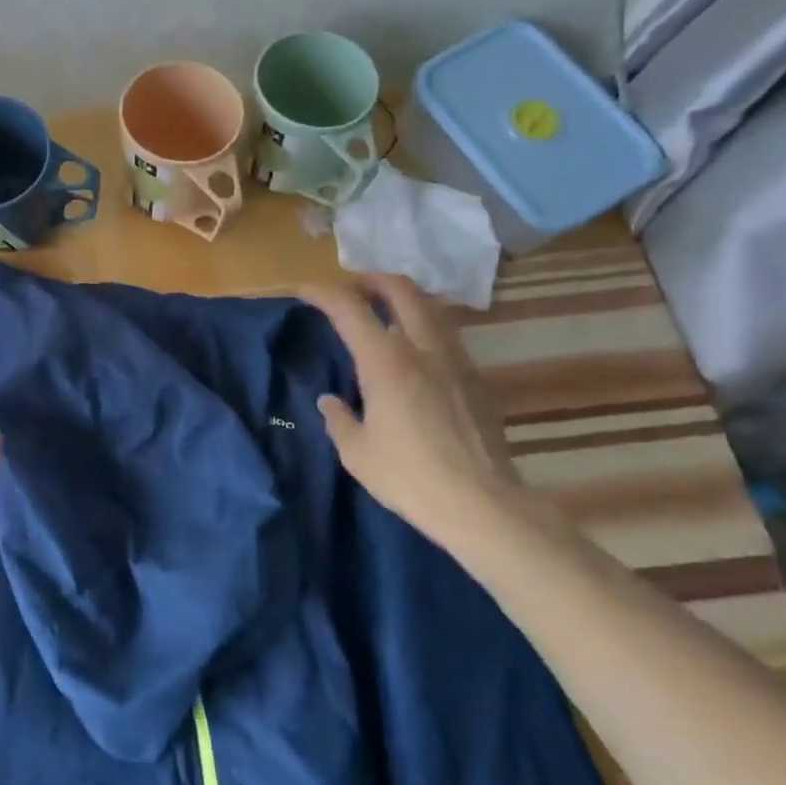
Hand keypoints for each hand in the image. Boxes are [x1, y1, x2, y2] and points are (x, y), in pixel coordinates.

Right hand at [300, 274, 521, 542]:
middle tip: (350, 287)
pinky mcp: (477, 379)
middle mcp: (423, 348)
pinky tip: (414, 354)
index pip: (349, 308)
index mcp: (386, 361)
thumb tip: (331, 401)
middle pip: (400, 290)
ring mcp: (456, 361)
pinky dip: (424, 328)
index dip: (322, 293)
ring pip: (430, 308)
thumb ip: (339, 418)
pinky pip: (446, 336)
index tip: (303, 291)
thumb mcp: (356, 452)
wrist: (482, 504)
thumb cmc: (409, 477)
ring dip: (403, 300)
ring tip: (383, 313)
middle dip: (371, 280)